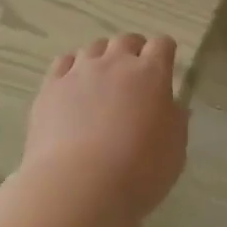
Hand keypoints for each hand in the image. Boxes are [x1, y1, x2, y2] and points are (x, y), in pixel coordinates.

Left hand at [22, 34, 188, 219]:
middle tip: (134, 72)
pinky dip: (72, 68)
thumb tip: (172, 107)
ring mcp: (79, 72)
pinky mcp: (51, 87)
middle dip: (133, 50)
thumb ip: (175, 122)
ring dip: (102, 58)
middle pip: (125, 40)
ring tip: (101, 80)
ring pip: (94, 48)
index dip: (165, 51)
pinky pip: (64, 63)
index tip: (166, 63)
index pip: (162, 45)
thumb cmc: (138, 172)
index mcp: (151, 74)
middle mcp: (115, 63)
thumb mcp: (175, 151)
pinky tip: (73, 85)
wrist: (79, 186)